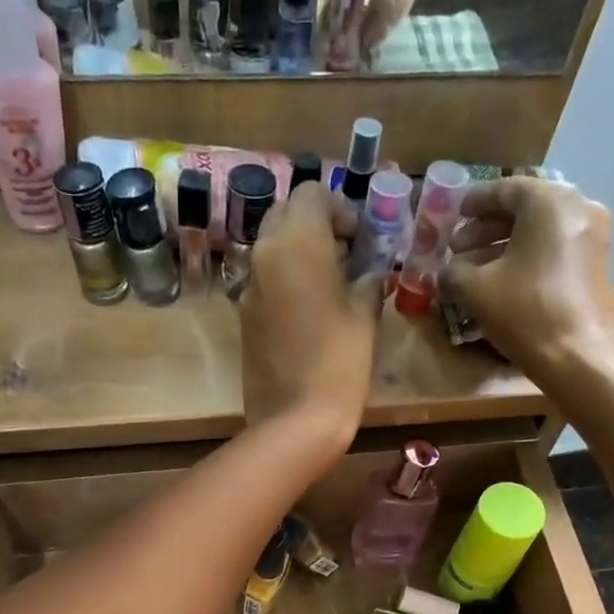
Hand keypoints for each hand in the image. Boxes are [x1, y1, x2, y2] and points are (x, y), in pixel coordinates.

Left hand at [241, 183, 381, 443]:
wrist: (296, 420)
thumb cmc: (340, 361)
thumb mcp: (365, 315)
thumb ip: (368, 279)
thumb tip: (369, 271)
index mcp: (296, 241)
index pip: (313, 193)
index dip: (340, 208)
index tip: (360, 238)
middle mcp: (263, 254)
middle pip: (286, 215)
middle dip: (315, 225)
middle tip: (344, 256)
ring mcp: (248, 288)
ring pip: (272, 250)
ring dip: (299, 254)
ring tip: (329, 285)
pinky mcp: (243, 319)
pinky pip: (265, 283)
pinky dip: (285, 283)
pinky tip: (309, 314)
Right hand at [440, 178, 613, 390]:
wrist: (581, 357)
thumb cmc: (526, 312)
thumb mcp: (476, 290)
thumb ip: (452, 273)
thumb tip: (441, 272)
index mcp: (549, 201)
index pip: (504, 189)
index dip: (473, 203)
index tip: (452, 215)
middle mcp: (577, 207)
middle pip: (524, 209)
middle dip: (486, 228)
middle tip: (456, 249)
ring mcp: (592, 236)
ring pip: (538, 231)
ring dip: (503, 246)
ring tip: (473, 270)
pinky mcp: (596, 264)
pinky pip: (553, 249)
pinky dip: (526, 258)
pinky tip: (503, 282)